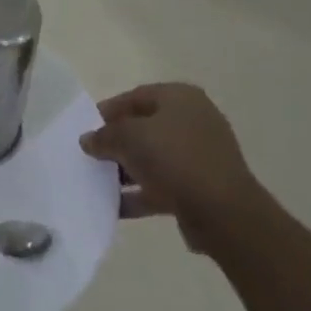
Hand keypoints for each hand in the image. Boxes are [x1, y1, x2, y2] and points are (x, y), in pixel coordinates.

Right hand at [80, 82, 262, 252]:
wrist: (223, 213)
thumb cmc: (173, 158)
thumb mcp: (127, 138)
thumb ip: (104, 136)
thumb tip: (88, 140)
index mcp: (180, 98)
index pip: (135, 97)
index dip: (108, 111)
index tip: (86, 128)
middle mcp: (193, 121)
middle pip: (145, 127)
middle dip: (117, 142)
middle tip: (92, 155)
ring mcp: (201, 156)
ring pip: (154, 158)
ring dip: (127, 170)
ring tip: (100, 182)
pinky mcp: (202, 188)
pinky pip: (163, 185)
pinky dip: (141, 194)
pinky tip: (116, 206)